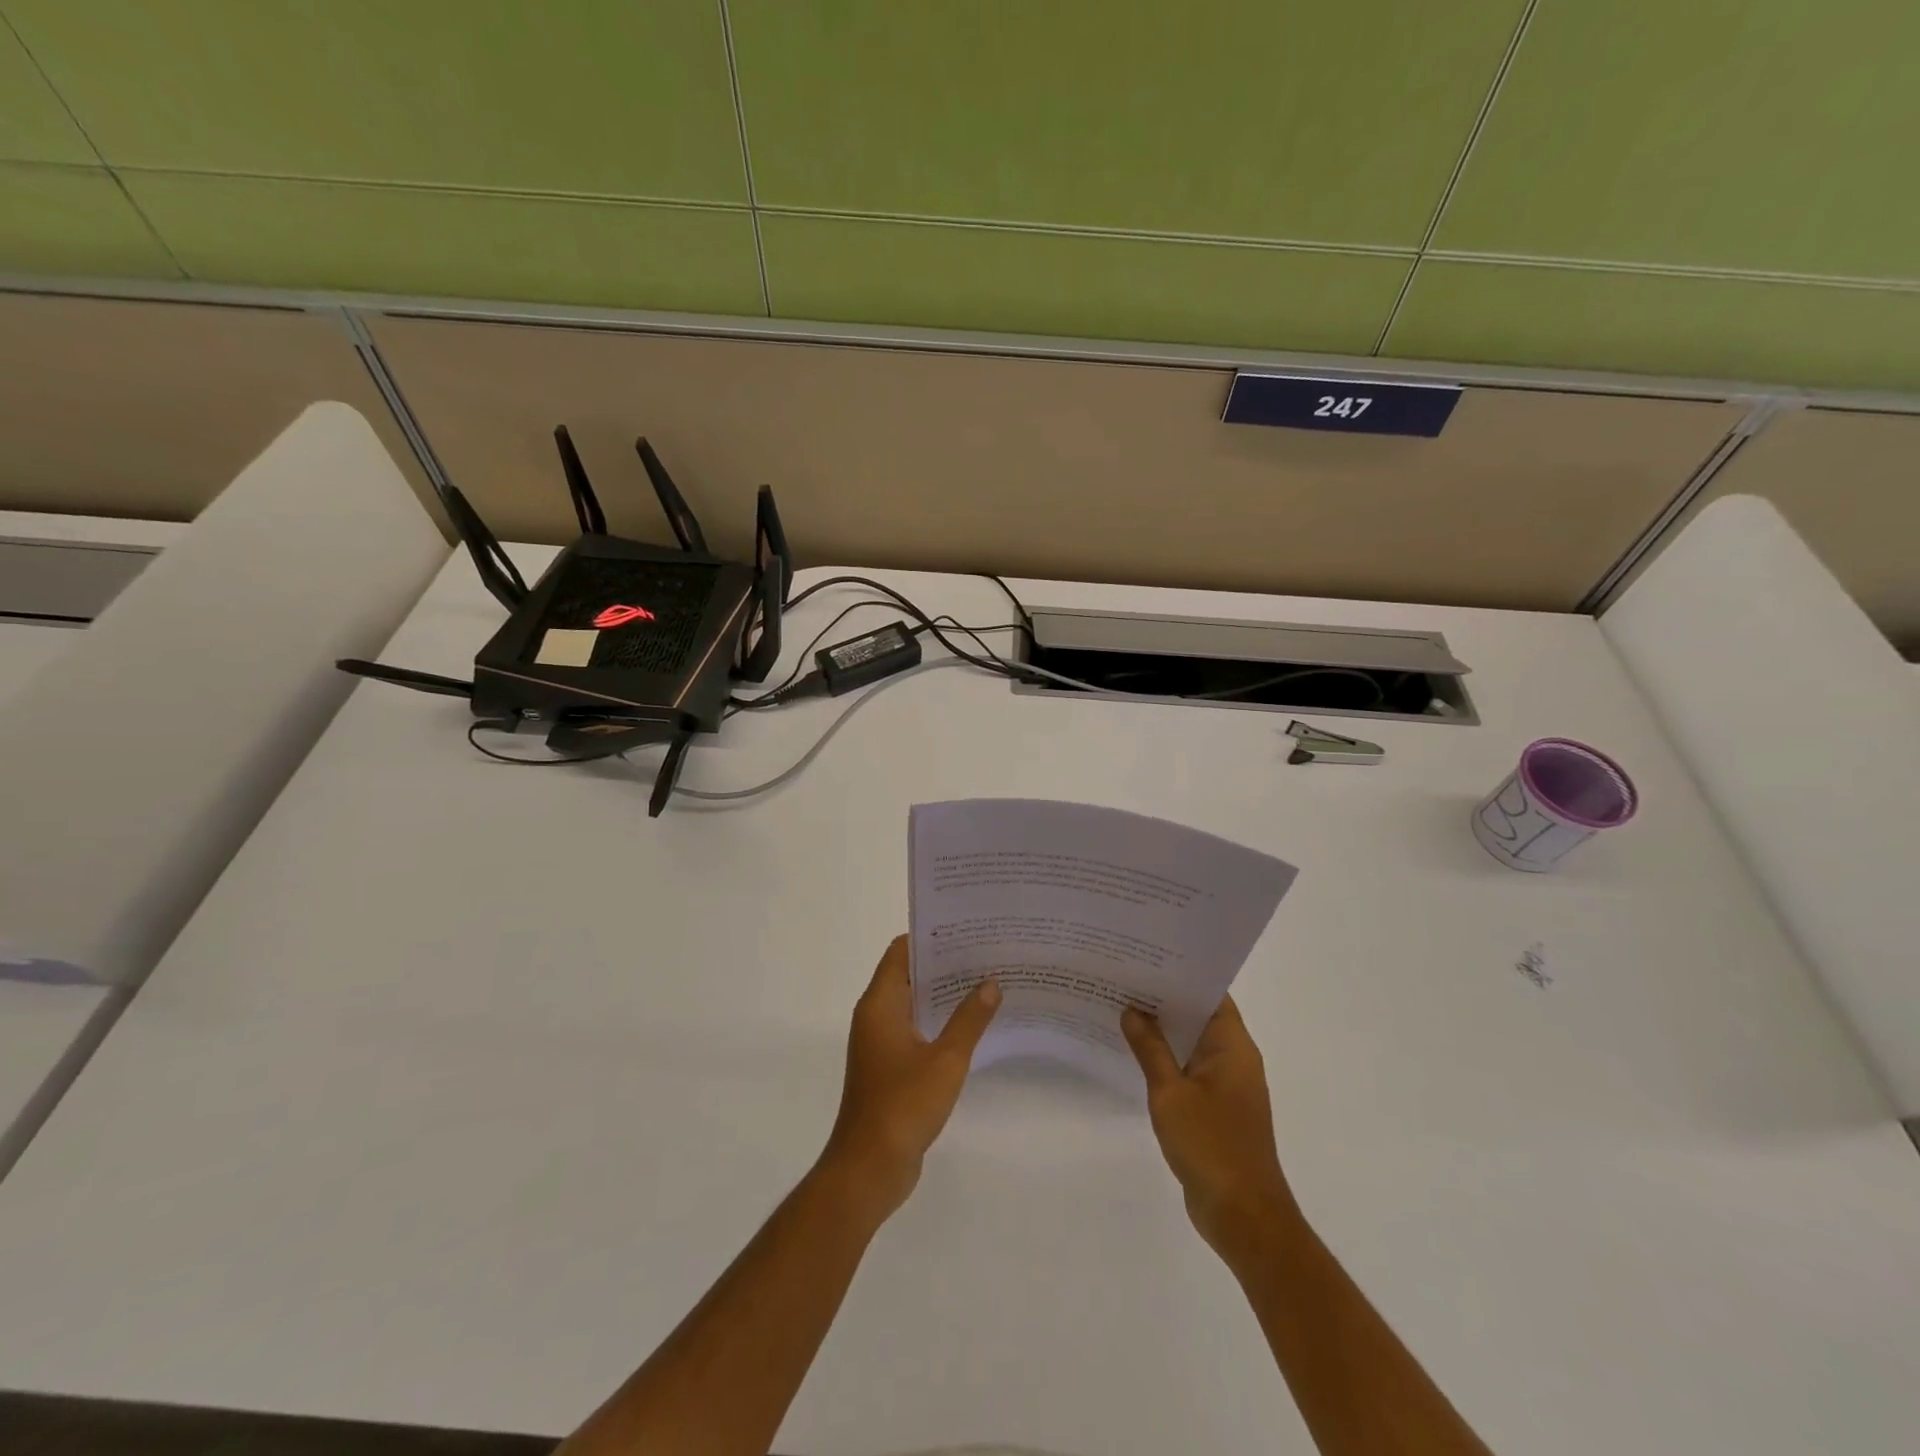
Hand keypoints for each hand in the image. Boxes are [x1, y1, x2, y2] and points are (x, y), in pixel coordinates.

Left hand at [823, 936, 1000, 1218]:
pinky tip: (972, 1024)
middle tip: (986, 953)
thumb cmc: (903, 1105)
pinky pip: (916, 1029)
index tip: (966, 928)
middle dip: (944, 963)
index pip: (902, 951)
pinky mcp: (890, 1066)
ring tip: (987, 982)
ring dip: (944, 994)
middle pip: (909, 974)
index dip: (930, 936)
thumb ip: (969, 1019)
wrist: (869, 1168)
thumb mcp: (945, 1060)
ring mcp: (881, 1042)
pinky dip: (939, 1021)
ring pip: (914, 1003)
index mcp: (880, 1004)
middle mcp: (876, 1015)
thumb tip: (991, 981)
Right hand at [1122, 997, 1297, 1264]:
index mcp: (1234, 1047)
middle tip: (1125, 977)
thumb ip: (1150, 1049)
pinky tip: (1135, 1053)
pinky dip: (1167, 1058)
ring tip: (1122, 1007)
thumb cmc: (1211, 1146)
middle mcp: (1235, 1059)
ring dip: (1163, 1030)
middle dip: (1165, 999)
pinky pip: (1190, 1069)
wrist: (1243, 1216)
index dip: (1181, 974)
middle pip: (1200, 1015)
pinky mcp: (1217, 1108)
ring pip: (1192, 1043)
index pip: (1210, 994)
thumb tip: (1132, 1010)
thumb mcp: (1171, 1093)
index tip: (1147, 958)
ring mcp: (1227, 1085)